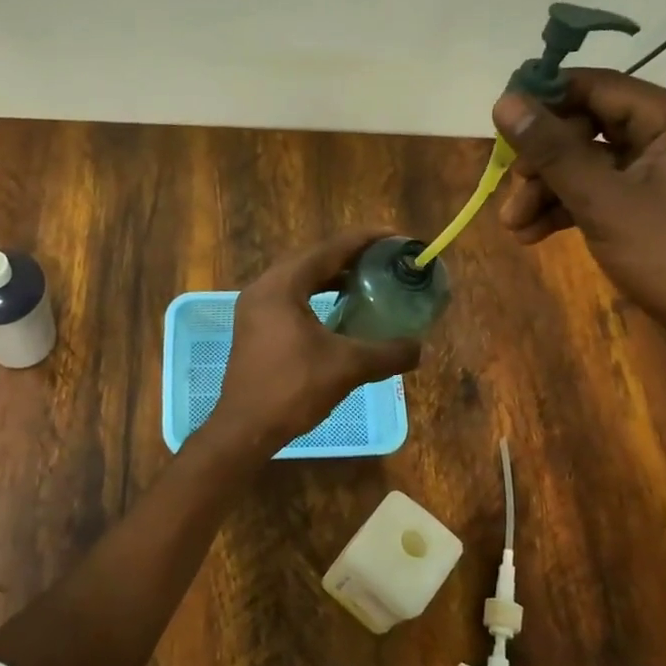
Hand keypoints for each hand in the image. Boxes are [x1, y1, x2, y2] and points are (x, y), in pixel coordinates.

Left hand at [206, 229, 421, 455]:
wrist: (245, 428)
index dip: (366, 239)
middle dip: (351, 256)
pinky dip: (318, 296)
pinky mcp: (255, 327)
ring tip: (368, 280)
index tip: (397, 237)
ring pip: (301, 279)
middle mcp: (264, 287)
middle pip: (314, 258)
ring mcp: (255, 308)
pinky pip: (292, 298)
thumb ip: (387, 353)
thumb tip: (420, 348)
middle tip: (386, 259)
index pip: (329, 248)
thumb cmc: (293, 389)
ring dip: (333, 277)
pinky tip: (341, 310)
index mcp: (282, 285)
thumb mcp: (347, 367)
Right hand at [493, 69, 665, 343]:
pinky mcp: (653, 199)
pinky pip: (601, 188)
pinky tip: (533, 233)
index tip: (501, 121)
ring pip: (589, 162)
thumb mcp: (601, 200)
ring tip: (514, 226)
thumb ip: (552, 150)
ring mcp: (663, 168)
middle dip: (542, 161)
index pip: (597, 87)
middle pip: (588, 127)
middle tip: (510, 188)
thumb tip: (504, 102)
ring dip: (547, 190)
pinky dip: (568, 206)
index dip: (545, 100)